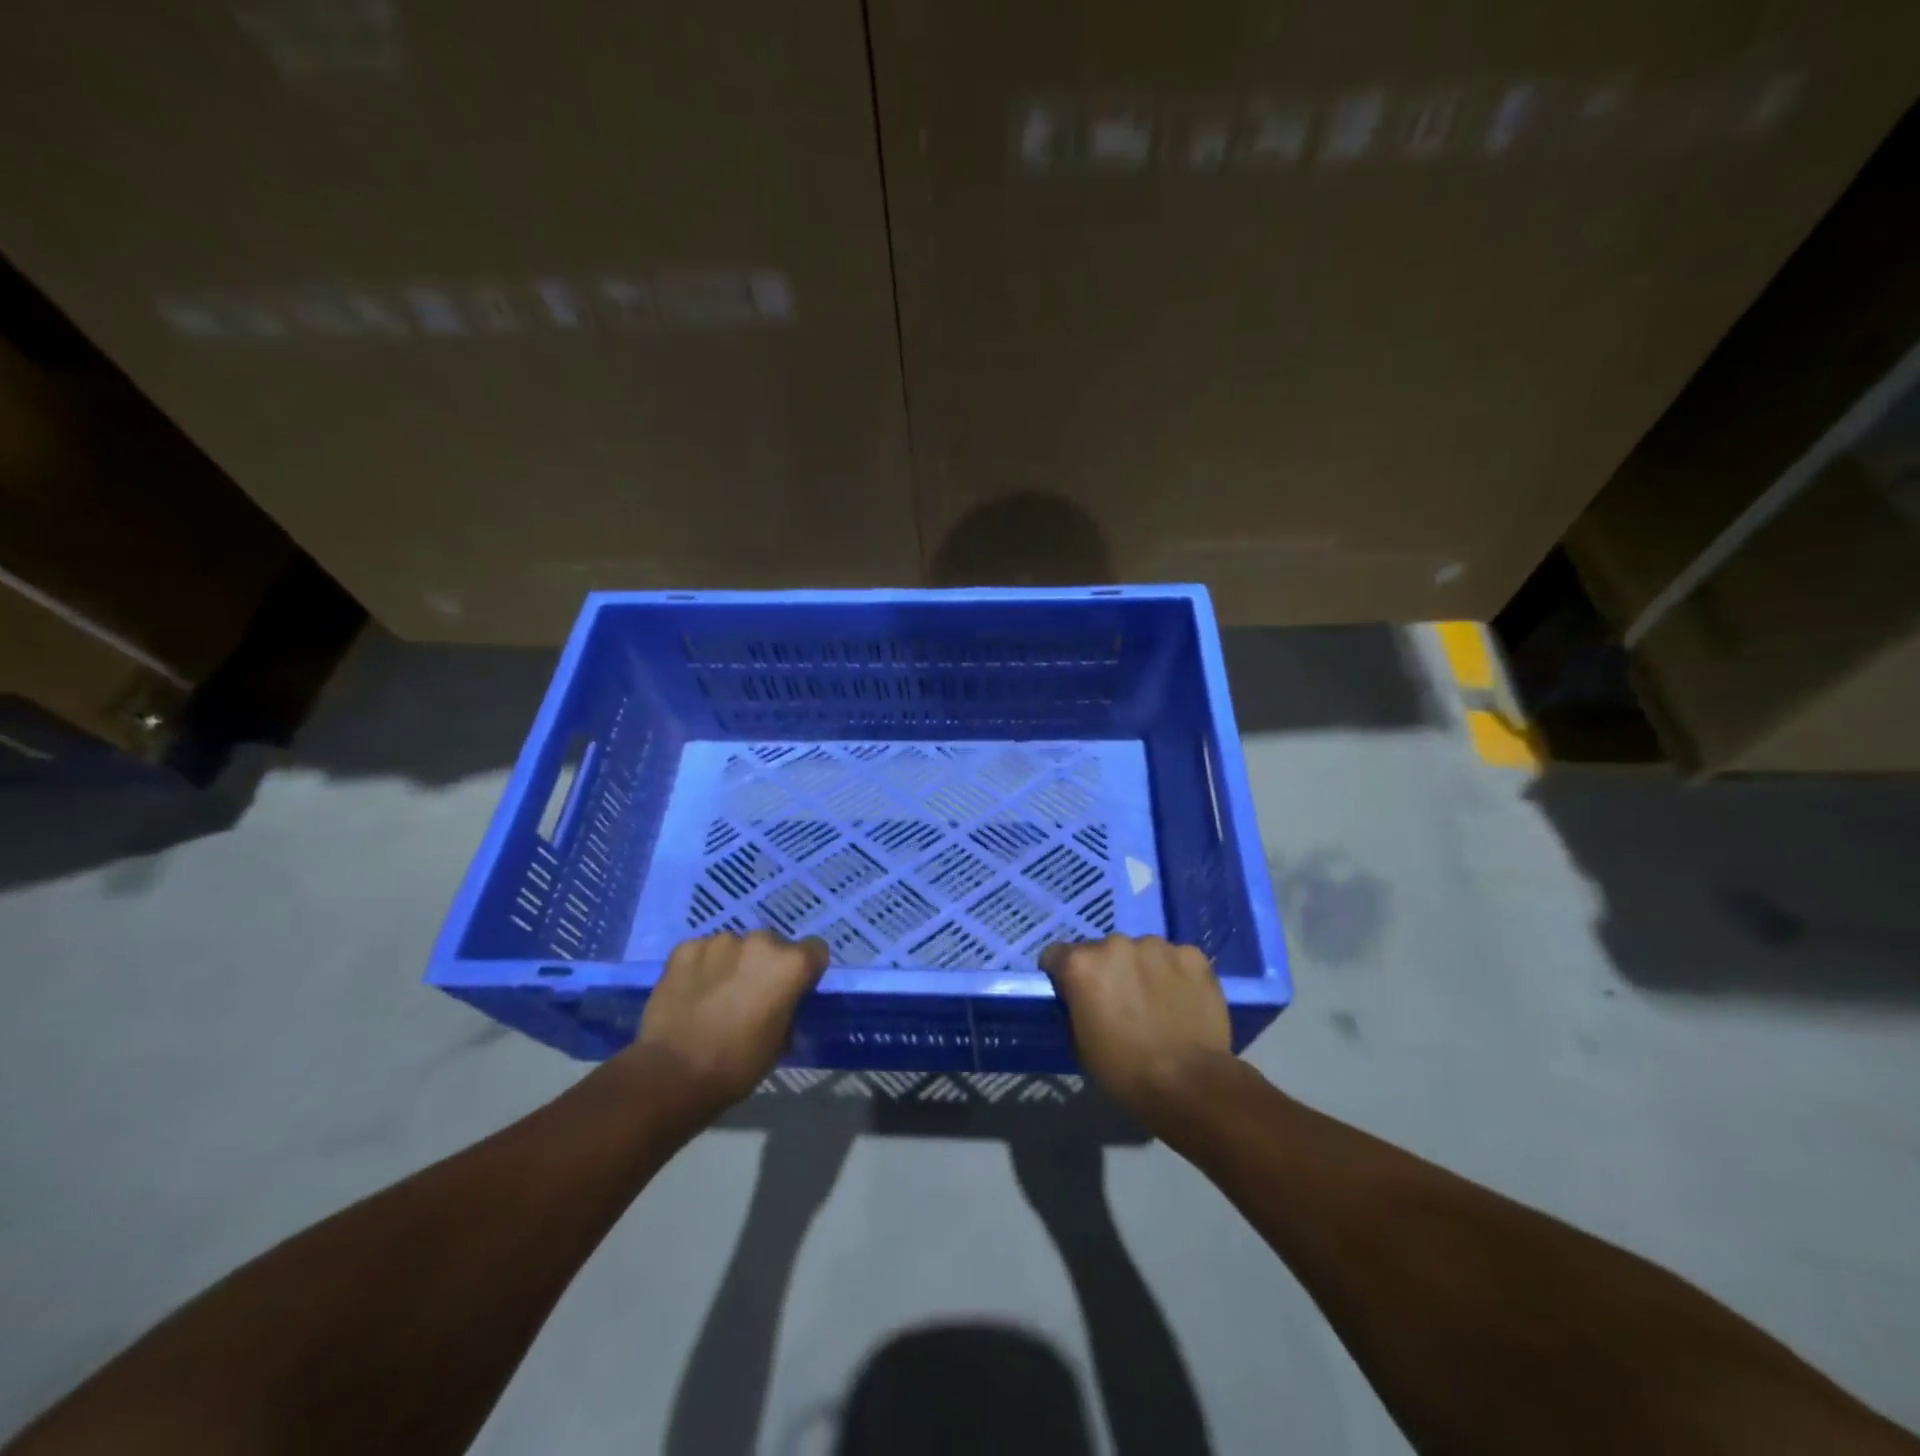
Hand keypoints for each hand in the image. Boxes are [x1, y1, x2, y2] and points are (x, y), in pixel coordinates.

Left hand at [631, 931, 828, 1116]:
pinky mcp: (685, 948)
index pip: (815, 950)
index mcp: (790, 964)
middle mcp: (760, 942)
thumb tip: (782, 1002)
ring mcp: (720, 941)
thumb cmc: (738, 1065)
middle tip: (750, 996)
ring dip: (733, 964)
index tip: (792, 991)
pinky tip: (692, 993)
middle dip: (765, 965)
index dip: (806, 971)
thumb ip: (789, 1007)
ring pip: (736, 947)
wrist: (672, 1074)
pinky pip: (703, 952)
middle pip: (772, 945)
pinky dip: (702, 967)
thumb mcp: (781, 1041)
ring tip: (716, 996)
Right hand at [1039, 934, 1231, 1124]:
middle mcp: (1115, 943)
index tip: (1074, 995)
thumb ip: (1076, 1006)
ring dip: (1142, 969)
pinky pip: (1176, 958)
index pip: (1057, 955)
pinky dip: (1175, 974)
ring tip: (1156, 1002)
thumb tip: (1082, 998)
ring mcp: (1157, 946)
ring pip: (1142, 951)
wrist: (1189, 1084)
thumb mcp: (1079, 1042)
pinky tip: (1183, 1001)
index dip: (1063, 975)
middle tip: (1121, 1002)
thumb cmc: (1124, 1070)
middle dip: (1108, 971)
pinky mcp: (1192, 955)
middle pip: (1103, 950)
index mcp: (1081, 964)